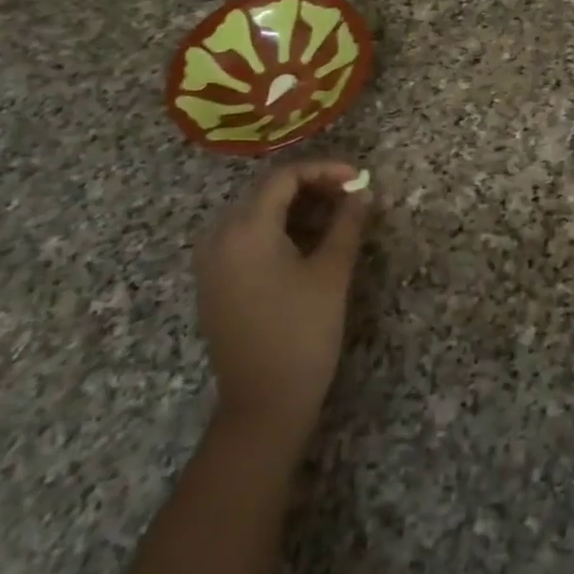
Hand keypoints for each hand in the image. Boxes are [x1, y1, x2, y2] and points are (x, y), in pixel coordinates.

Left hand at [193, 161, 369, 450]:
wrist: (264, 404)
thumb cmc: (303, 333)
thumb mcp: (332, 272)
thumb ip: (347, 224)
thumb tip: (362, 193)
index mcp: (245, 230)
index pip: (284, 177)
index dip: (325, 170)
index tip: (359, 178)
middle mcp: (219, 237)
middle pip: (266, 192)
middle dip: (312, 186)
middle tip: (351, 195)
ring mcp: (211, 262)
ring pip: (255, 215)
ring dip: (296, 208)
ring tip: (336, 216)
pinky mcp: (214, 283)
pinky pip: (245, 239)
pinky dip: (278, 230)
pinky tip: (307, 242)